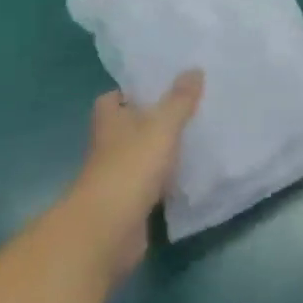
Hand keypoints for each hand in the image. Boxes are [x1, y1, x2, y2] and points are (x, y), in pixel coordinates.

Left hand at [68, 71, 203, 280]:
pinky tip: (189, 175)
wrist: (108, 233)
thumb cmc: (130, 168)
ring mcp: (117, 179)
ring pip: (139, 158)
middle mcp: (108, 148)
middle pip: (127, 129)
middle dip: (151, 121)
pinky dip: (165, 182)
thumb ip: (179, 100)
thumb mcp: (162, 126)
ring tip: (195, 137)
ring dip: (159, 152)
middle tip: (187, 109)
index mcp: (110, 123)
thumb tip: (194, 69)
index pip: (111, 100)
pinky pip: (150, 186)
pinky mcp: (128, 207)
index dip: (130, 93)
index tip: (157, 87)